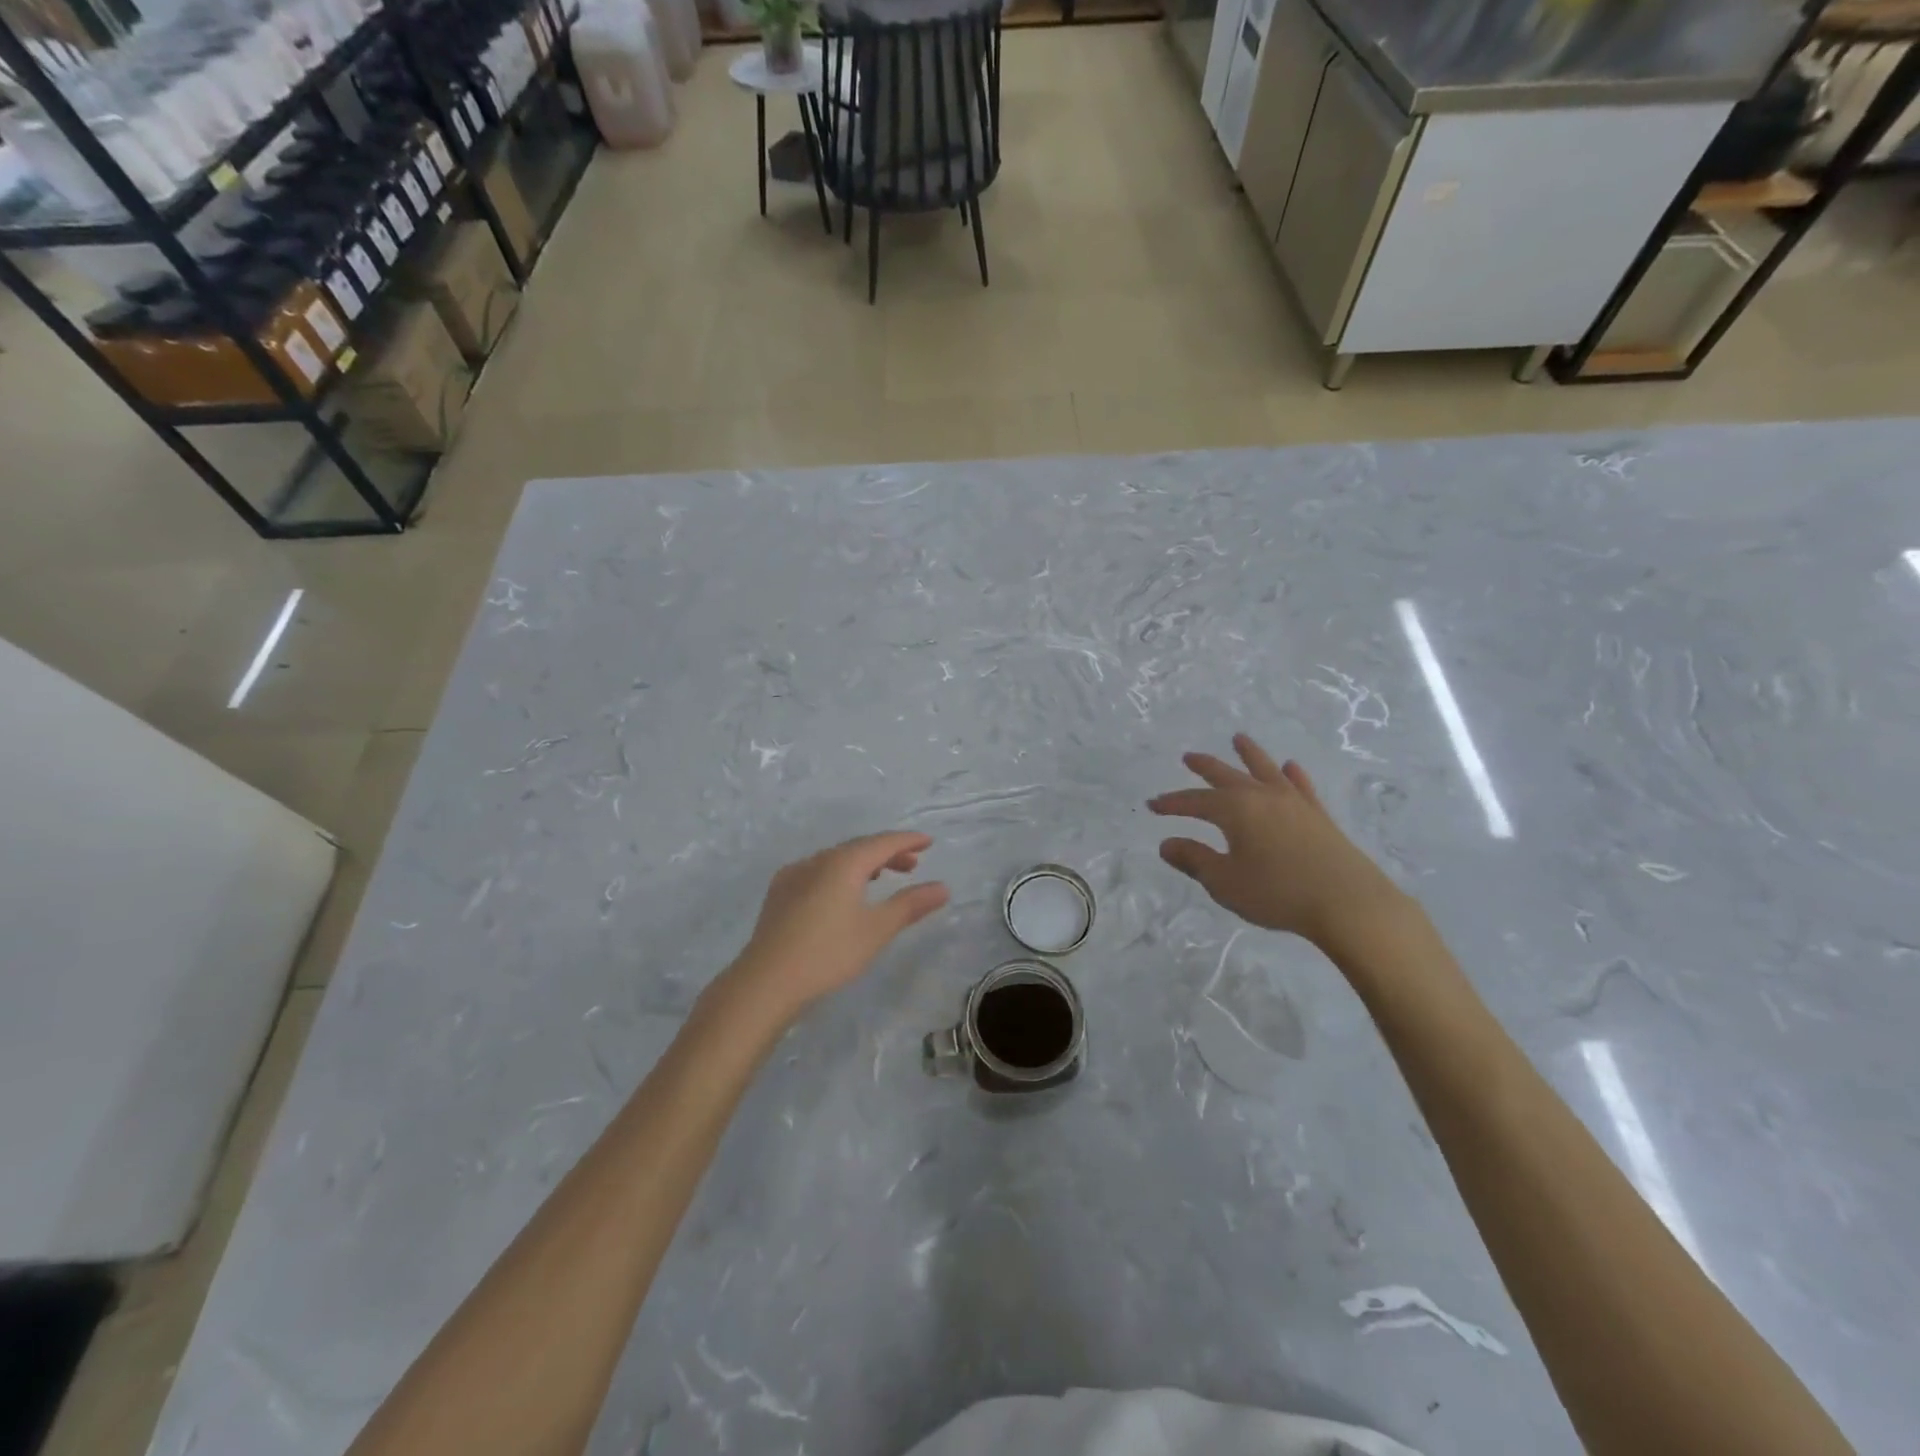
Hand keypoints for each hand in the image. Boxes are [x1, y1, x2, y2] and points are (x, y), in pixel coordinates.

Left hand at [721, 831, 949, 1021]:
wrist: (766, 981)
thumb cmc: (828, 953)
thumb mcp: (877, 930)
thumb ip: (910, 905)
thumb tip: (942, 887)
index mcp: (843, 863)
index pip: (882, 842)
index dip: (907, 841)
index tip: (928, 842)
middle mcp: (818, 860)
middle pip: (859, 847)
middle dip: (887, 853)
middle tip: (911, 865)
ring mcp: (794, 874)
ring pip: (836, 859)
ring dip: (863, 864)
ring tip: (880, 878)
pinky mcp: (779, 893)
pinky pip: (817, 871)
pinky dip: (839, 874)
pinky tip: (840, 893)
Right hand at [1149, 734, 1408, 951]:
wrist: (1347, 903)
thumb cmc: (1277, 893)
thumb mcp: (1224, 881)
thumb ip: (1194, 860)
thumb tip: (1166, 843)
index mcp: (1235, 810)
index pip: (1195, 802)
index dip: (1172, 803)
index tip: (1153, 806)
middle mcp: (1263, 797)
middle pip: (1227, 775)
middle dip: (1205, 767)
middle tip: (1189, 757)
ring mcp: (1294, 803)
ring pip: (1266, 769)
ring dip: (1249, 754)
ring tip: (1239, 739)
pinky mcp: (1318, 816)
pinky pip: (1301, 786)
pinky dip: (1292, 774)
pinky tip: (1290, 767)